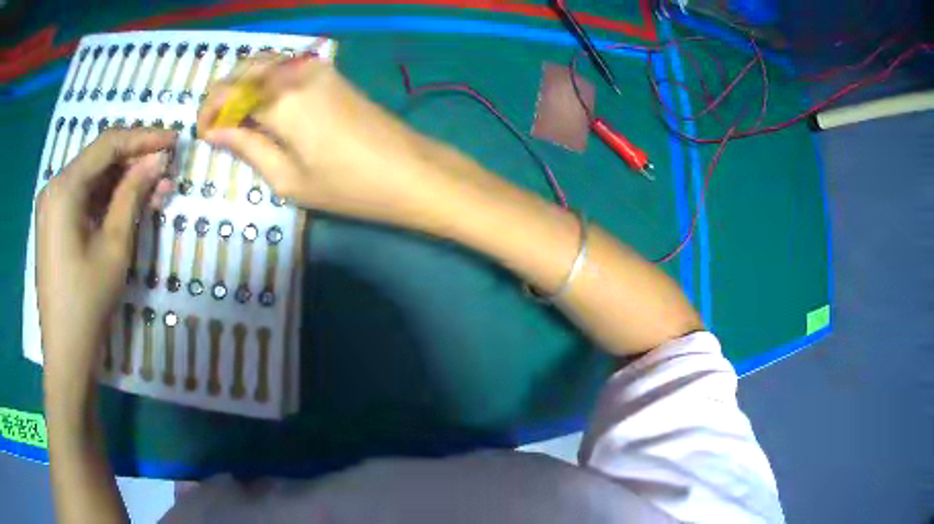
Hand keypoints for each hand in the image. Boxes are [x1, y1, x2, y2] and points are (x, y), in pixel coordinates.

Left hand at [37, 128, 175, 386]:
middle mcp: (55, 187)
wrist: (67, 354)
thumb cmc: (88, 302)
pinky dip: (107, 198)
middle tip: (166, 167)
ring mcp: (52, 206)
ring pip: (93, 178)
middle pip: (99, 159)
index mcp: (64, 187)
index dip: (143, 138)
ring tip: (155, 187)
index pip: (108, 145)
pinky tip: (129, 203)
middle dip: (134, 160)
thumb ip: (133, 194)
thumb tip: (158, 159)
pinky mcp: (55, 224)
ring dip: (123, 180)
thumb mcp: (114, 246)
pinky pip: (84, 198)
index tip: (174, 140)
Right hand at [198, 54, 451, 228]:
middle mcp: (296, 72)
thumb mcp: (288, 178)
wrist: (411, 171)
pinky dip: (265, 79)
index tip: (203, 135)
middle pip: (244, 68)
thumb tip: (215, 131)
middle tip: (217, 126)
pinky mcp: (332, 72)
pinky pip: (286, 66)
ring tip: (237, 118)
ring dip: (243, 83)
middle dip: (223, 94)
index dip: (208, 112)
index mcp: (281, 100)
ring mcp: (317, 68)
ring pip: (265, 62)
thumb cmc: (348, 186)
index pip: (227, 92)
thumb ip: (247, 147)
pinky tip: (264, 106)